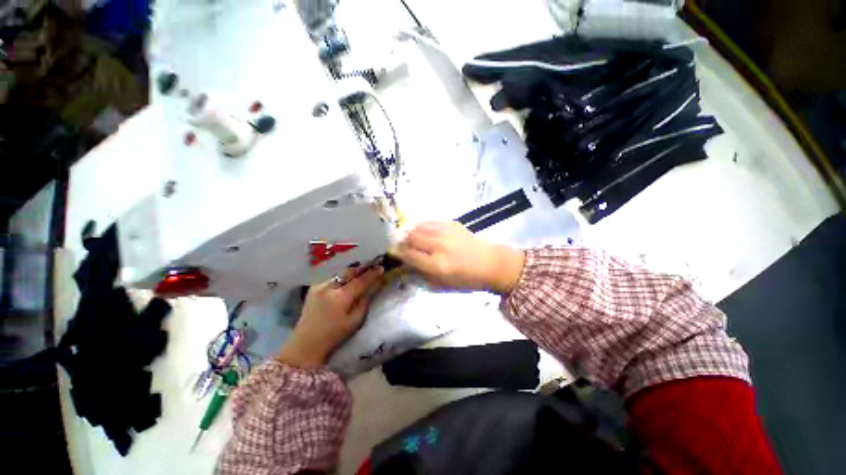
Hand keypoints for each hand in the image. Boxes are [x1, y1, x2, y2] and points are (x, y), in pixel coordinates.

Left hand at [277, 266, 383, 368]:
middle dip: (361, 269)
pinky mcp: (313, 288)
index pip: (360, 281)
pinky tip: (345, 281)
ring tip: (360, 273)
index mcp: (341, 297)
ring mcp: (319, 286)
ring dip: (351, 273)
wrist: (306, 343)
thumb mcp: (355, 320)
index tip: (381, 267)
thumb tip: (377, 285)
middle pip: (349, 272)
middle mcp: (329, 287)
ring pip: (340, 274)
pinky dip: (341, 278)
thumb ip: (366, 300)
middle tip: (372, 267)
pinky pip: (332, 278)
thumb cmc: (335, 335)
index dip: (372, 274)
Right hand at [391, 221, 524, 293]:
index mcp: (437, 265)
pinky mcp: (452, 224)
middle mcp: (439, 246)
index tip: (393, 250)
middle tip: (399, 242)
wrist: (491, 263)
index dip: (398, 252)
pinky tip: (421, 229)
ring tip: (408, 234)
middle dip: (402, 239)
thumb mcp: (443, 284)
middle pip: (411, 237)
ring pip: (419, 226)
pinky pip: (430, 221)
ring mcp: (446, 232)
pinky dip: (422, 224)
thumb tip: (406, 262)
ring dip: (410, 230)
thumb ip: (422, 273)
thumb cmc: (467, 279)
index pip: (409, 255)